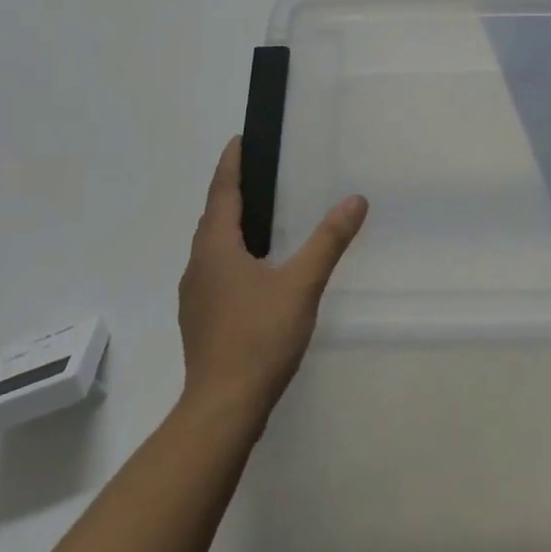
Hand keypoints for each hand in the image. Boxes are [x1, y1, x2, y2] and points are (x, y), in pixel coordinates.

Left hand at [178, 136, 367, 421]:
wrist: (222, 411)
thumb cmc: (259, 338)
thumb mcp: (302, 284)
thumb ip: (329, 240)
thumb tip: (355, 200)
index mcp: (216, 248)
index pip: (222, 192)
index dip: (231, 164)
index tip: (239, 140)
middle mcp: (198, 266)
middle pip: (213, 218)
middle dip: (232, 193)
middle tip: (258, 174)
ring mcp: (195, 297)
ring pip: (211, 247)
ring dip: (230, 226)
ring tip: (260, 217)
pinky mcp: (200, 320)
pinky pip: (214, 271)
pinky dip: (231, 255)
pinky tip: (255, 270)